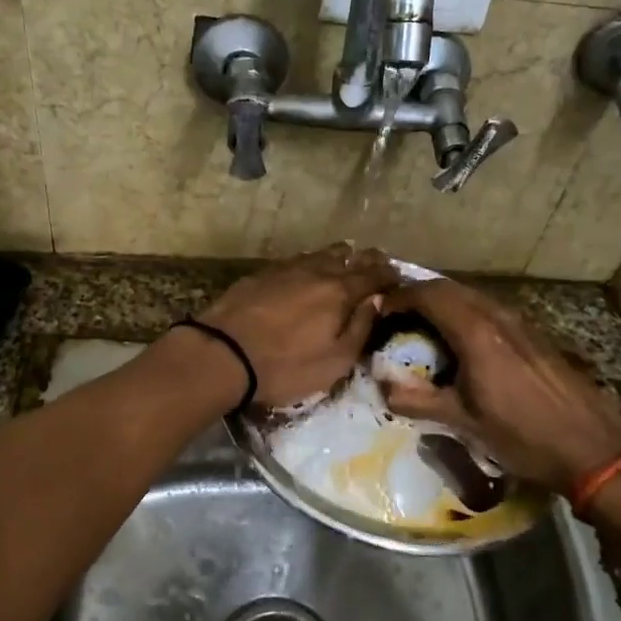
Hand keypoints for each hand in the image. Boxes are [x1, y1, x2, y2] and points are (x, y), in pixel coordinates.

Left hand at [199, 245, 396, 407]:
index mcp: (340, 291)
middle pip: (349, 256)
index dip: (389, 276)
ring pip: (320, 254)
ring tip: (343, 264)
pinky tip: (305, 274)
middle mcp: (316, 271)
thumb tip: (376, 301)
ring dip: (337, 258)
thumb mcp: (334, 361)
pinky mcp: (260, 274)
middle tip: (376, 267)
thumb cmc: (285, 366)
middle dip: (366, 260)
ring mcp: (285, 268)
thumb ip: (360, 328)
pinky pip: (295, 261)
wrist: (222, 354)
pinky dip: (309, 264)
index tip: (398, 279)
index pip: (374, 275)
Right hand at [379, 279, 620, 491]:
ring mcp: (521, 323)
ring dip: (443, 302)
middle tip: (395, 313)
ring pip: (472, 296)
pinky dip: (465, 313)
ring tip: (421, 324)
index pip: (429, 295)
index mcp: (476, 333)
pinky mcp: (534, 335)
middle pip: (450, 288)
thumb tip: (381, 386)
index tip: (378, 310)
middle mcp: (498, 317)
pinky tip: (461, 341)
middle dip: (418, 294)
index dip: (399, 297)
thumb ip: (418, 401)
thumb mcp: (464, 423)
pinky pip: (490, 309)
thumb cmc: (523, 437)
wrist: (593, 449)